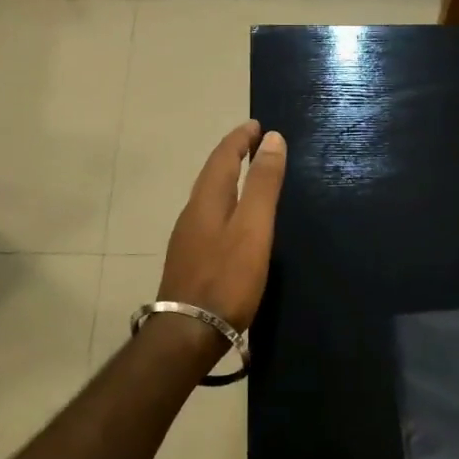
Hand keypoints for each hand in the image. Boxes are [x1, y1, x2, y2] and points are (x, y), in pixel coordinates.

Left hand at [160, 120, 287, 329]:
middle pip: (212, 174)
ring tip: (247, 176)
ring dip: (227, 179)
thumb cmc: (227, 278)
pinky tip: (232, 221)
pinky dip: (224, 203)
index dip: (240, 138)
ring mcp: (187, 239)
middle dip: (232, 154)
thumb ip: (263, 184)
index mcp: (208, 200)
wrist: (188, 333)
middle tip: (254, 143)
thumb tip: (272, 138)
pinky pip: (208, 217)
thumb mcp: (253, 227)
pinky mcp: (189, 261)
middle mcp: (192, 213)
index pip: (223, 157)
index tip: (256, 125)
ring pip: (208, 197)